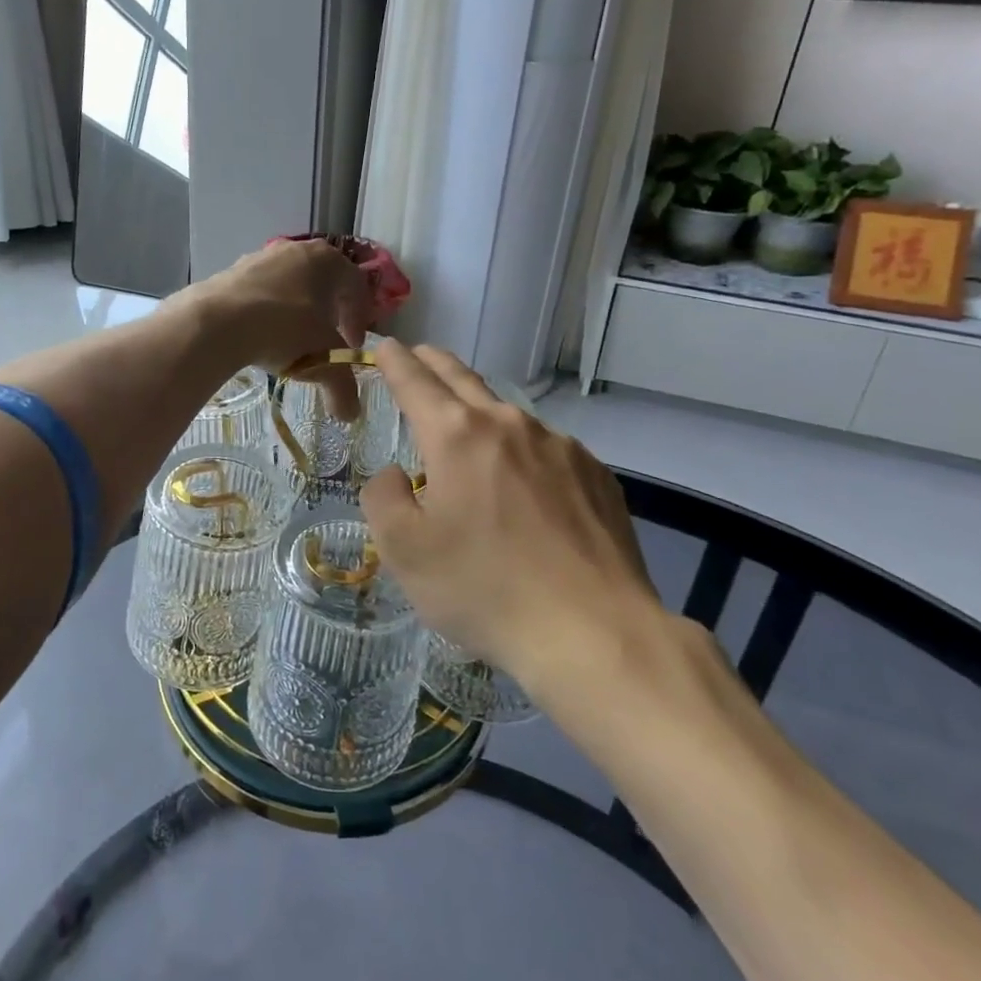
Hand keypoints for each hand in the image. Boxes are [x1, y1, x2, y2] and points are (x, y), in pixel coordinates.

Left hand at [176, 239, 372, 417]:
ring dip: (296, 311)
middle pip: (324, 282)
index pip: (357, 287)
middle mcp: (297, 250)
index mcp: (328, 261)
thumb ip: (343, 387)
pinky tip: (259, 335)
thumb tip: (350, 415)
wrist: (217, 321)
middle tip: (326, 341)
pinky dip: (267, 311)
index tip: (353, 345)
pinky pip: (261, 292)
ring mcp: (262, 257)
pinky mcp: (232, 270)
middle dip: (329, 313)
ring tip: (290, 342)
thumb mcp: (323, 362)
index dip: (360, 319)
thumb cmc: (284, 330)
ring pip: (291, 285)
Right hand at [359, 341, 670, 699]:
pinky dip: (521, 451)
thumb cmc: (485, 589)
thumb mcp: (405, 552)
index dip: (395, 361)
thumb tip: (397, 474)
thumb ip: (384, 498)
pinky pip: (545, 449)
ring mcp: (560, 446)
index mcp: (456, 435)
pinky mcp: (596, 474)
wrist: (595, 633)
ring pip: (507, 414)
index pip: (415, 380)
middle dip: (435, 363)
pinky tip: (525, 487)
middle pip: (464, 378)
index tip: (385, 347)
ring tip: (468, 434)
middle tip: (419, 356)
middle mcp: (509, 425)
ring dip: (480, 412)